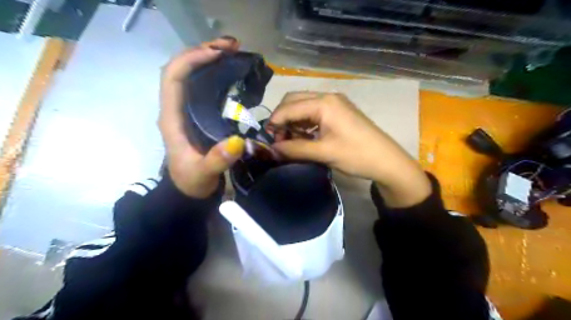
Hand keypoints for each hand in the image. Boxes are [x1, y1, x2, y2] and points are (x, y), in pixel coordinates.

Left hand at [160, 36, 243, 197]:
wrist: (189, 191)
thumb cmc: (191, 182)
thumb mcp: (203, 174)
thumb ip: (217, 160)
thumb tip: (238, 141)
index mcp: (172, 118)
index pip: (173, 77)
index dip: (192, 59)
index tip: (218, 53)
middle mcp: (176, 108)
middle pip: (182, 69)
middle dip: (203, 51)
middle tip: (232, 45)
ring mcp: (186, 110)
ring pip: (191, 74)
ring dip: (209, 58)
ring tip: (232, 51)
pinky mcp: (197, 115)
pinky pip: (202, 87)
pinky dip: (215, 74)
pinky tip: (230, 71)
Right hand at [270, 92, 430, 207]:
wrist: (387, 161)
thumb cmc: (356, 155)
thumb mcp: (323, 153)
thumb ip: (295, 149)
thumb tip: (271, 149)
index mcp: (324, 103)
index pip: (289, 107)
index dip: (274, 122)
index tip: (267, 139)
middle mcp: (328, 97)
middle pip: (294, 101)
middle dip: (282, 119)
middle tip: (279, 140)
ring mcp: (334, 104)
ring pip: (303, 106)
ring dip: (293, 121)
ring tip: (289, 141)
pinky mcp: (338, 112)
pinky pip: (313, 113)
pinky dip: (304, 123)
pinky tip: (303, 137)